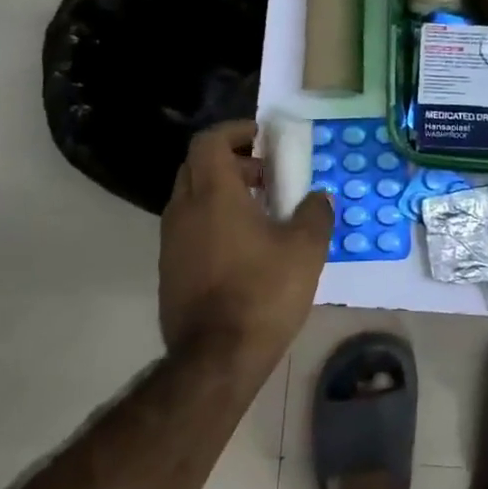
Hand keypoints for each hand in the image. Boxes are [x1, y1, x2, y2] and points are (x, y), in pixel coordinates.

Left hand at [158, 120, 333, 368]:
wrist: (216, 357)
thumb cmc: (263, 292)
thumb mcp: (306, 249)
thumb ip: (316, 214)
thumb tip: (318, 198)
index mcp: (214, 195)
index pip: (209, 142)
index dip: (235, 131)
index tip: (262, 138)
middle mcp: (184, 210)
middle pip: (197, 166)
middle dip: (232, 161)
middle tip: (266, 175)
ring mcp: (171, 242)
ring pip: (191, 197)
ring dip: (222, 192)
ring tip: (261, 212)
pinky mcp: (169, 269)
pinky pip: (189, 227)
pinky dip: (213, 220)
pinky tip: (244, 247)